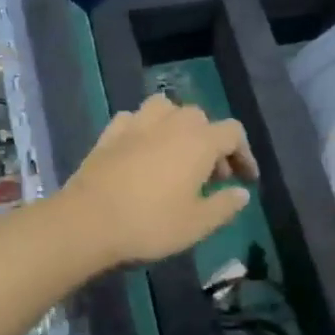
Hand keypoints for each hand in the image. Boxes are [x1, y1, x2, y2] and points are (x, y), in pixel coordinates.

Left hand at [61, 94, 258, 268]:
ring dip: (177, 127)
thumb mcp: (197, 224)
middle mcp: (171, 123)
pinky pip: (135, 120)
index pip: (233, 133)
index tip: (245, 180)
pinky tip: (142, 150)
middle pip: (201, 119)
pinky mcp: (109, 133)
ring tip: (177, 154)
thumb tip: (241, 194)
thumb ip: (224, 206)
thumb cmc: (150, 224)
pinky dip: (145, 130)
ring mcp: (136, 123)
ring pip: (166, 109)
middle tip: (212, 177)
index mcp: (199, 141)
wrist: (88, 221)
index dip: (244, 154)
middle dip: (212, 144)